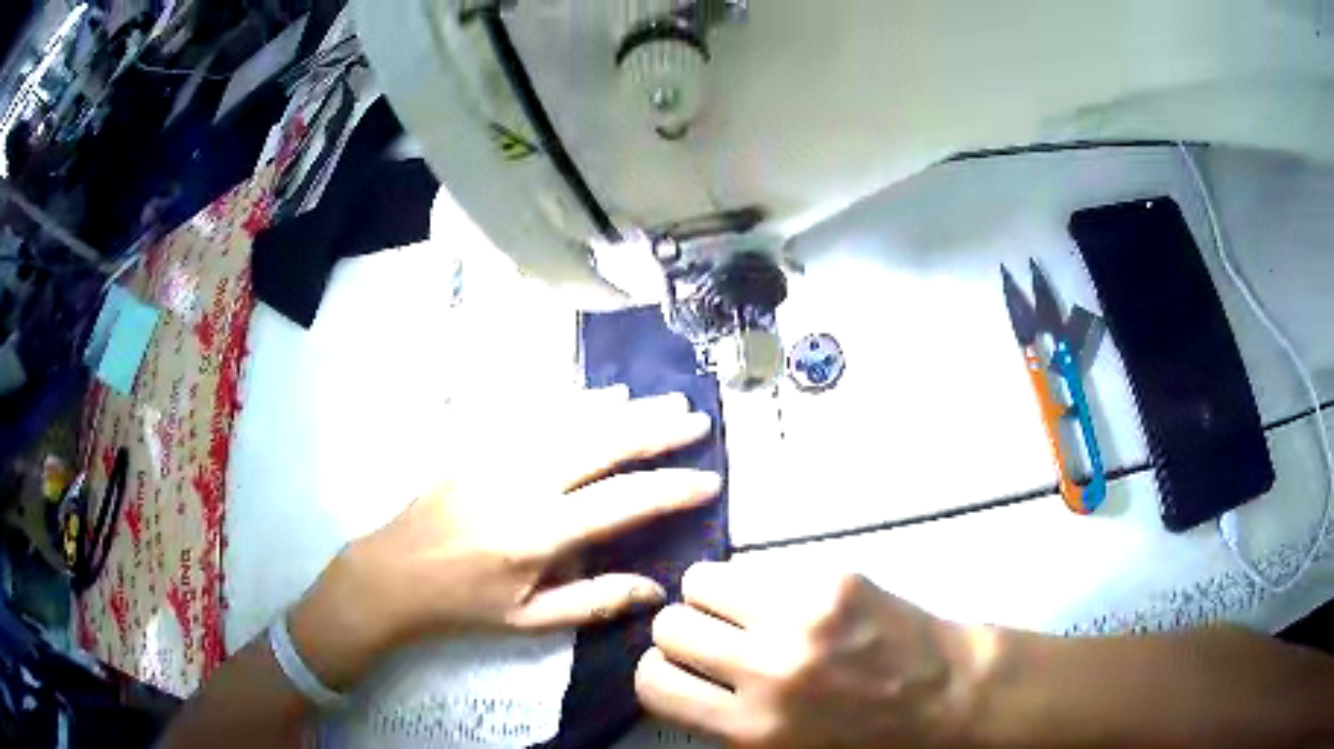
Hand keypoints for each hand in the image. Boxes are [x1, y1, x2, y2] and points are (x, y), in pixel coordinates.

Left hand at [291, 386, 721, 689]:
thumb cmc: (465, 603)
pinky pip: (535, 411)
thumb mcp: (530, 619)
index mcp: (539, 532)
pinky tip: (600, 394)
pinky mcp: (480, 443)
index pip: (622, 502)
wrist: (396, 571)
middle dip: (656, 430)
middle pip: (602, 444)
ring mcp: (498, 454)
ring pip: (572, 419)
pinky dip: (575, 400)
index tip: (707, 480)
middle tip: (695, 419)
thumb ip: (594, 601)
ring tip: (663, 398)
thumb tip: (656, 589)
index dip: (671, 489)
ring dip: (623, 407)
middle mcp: (524, 482)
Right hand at [636, 561, 975, 747]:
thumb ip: (723, 726)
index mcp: (752, 728)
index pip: (653, 683)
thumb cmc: (865, 738)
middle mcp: (768, 671)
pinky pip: (758, 567)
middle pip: (670, 625)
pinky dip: (759, 583)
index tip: (680, 670)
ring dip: (712, 598)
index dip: (660, 673)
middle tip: (716, 640)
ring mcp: (802, 617)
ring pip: (702, 581)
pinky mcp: (832, 579)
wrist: (946, 696)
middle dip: (685, 632)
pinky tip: (788, 602)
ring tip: (744, 613)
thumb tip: (677, 682)